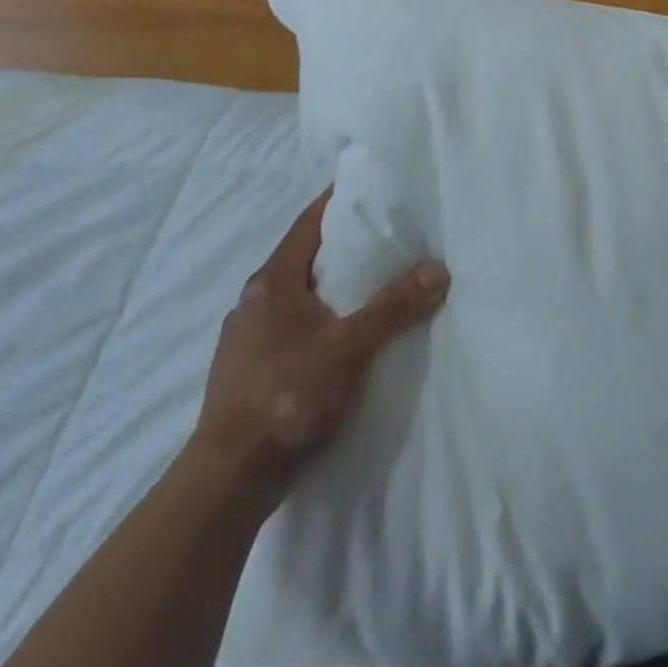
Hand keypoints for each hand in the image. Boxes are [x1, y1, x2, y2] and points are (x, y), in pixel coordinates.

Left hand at [190, 188, 449, 493]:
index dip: (338, 201)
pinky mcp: (252, 370)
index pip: (308, 223)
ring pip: (300, 296)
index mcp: (271, 282)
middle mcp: (254, 302)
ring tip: (375, 285)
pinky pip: (294, 327)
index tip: (372, 187)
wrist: (229, 479)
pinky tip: (346, 336)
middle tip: (389, 236)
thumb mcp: (348, 347)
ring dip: (333, 287)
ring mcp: (248, 338)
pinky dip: (322, 319)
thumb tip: (439, 269)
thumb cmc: (285, 396)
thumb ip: (393, 308)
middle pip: (306, 258)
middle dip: (344, 246)